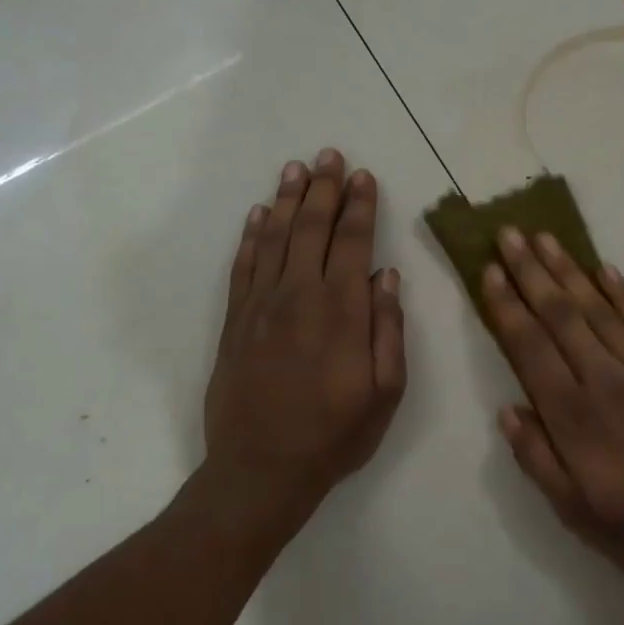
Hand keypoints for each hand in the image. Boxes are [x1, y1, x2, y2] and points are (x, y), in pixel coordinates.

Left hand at [204, 149, 406, 529]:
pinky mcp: (235, 321)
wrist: (261, 469)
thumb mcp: (385, 392)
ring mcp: (261, 305)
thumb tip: (386, 276)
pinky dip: (250, 235)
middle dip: (323, 188)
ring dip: (286, 200)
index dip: (359, 207)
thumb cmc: (334, 434)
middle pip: (312, 228)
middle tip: (329, 155)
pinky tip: (257, 214)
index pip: (353, 243)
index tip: (363, 177)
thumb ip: (388, 330)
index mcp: (342, 311)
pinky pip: (243, 265)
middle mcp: (300, 296)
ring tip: (295, 168)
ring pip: (274, 237)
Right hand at [483, 227, 623, 586]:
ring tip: (544, 238)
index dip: (507, 307)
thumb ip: (537, 458)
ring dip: (568, 270)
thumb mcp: (575, 512)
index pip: (530, 347)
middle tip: (508, 234)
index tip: (489, 271)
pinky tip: (604, 268)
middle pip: (560, 315)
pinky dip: (623, 292)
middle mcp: (604, 380)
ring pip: (598, 308)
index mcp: (574, 417)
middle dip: (530, 272)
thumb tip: (507, 409)